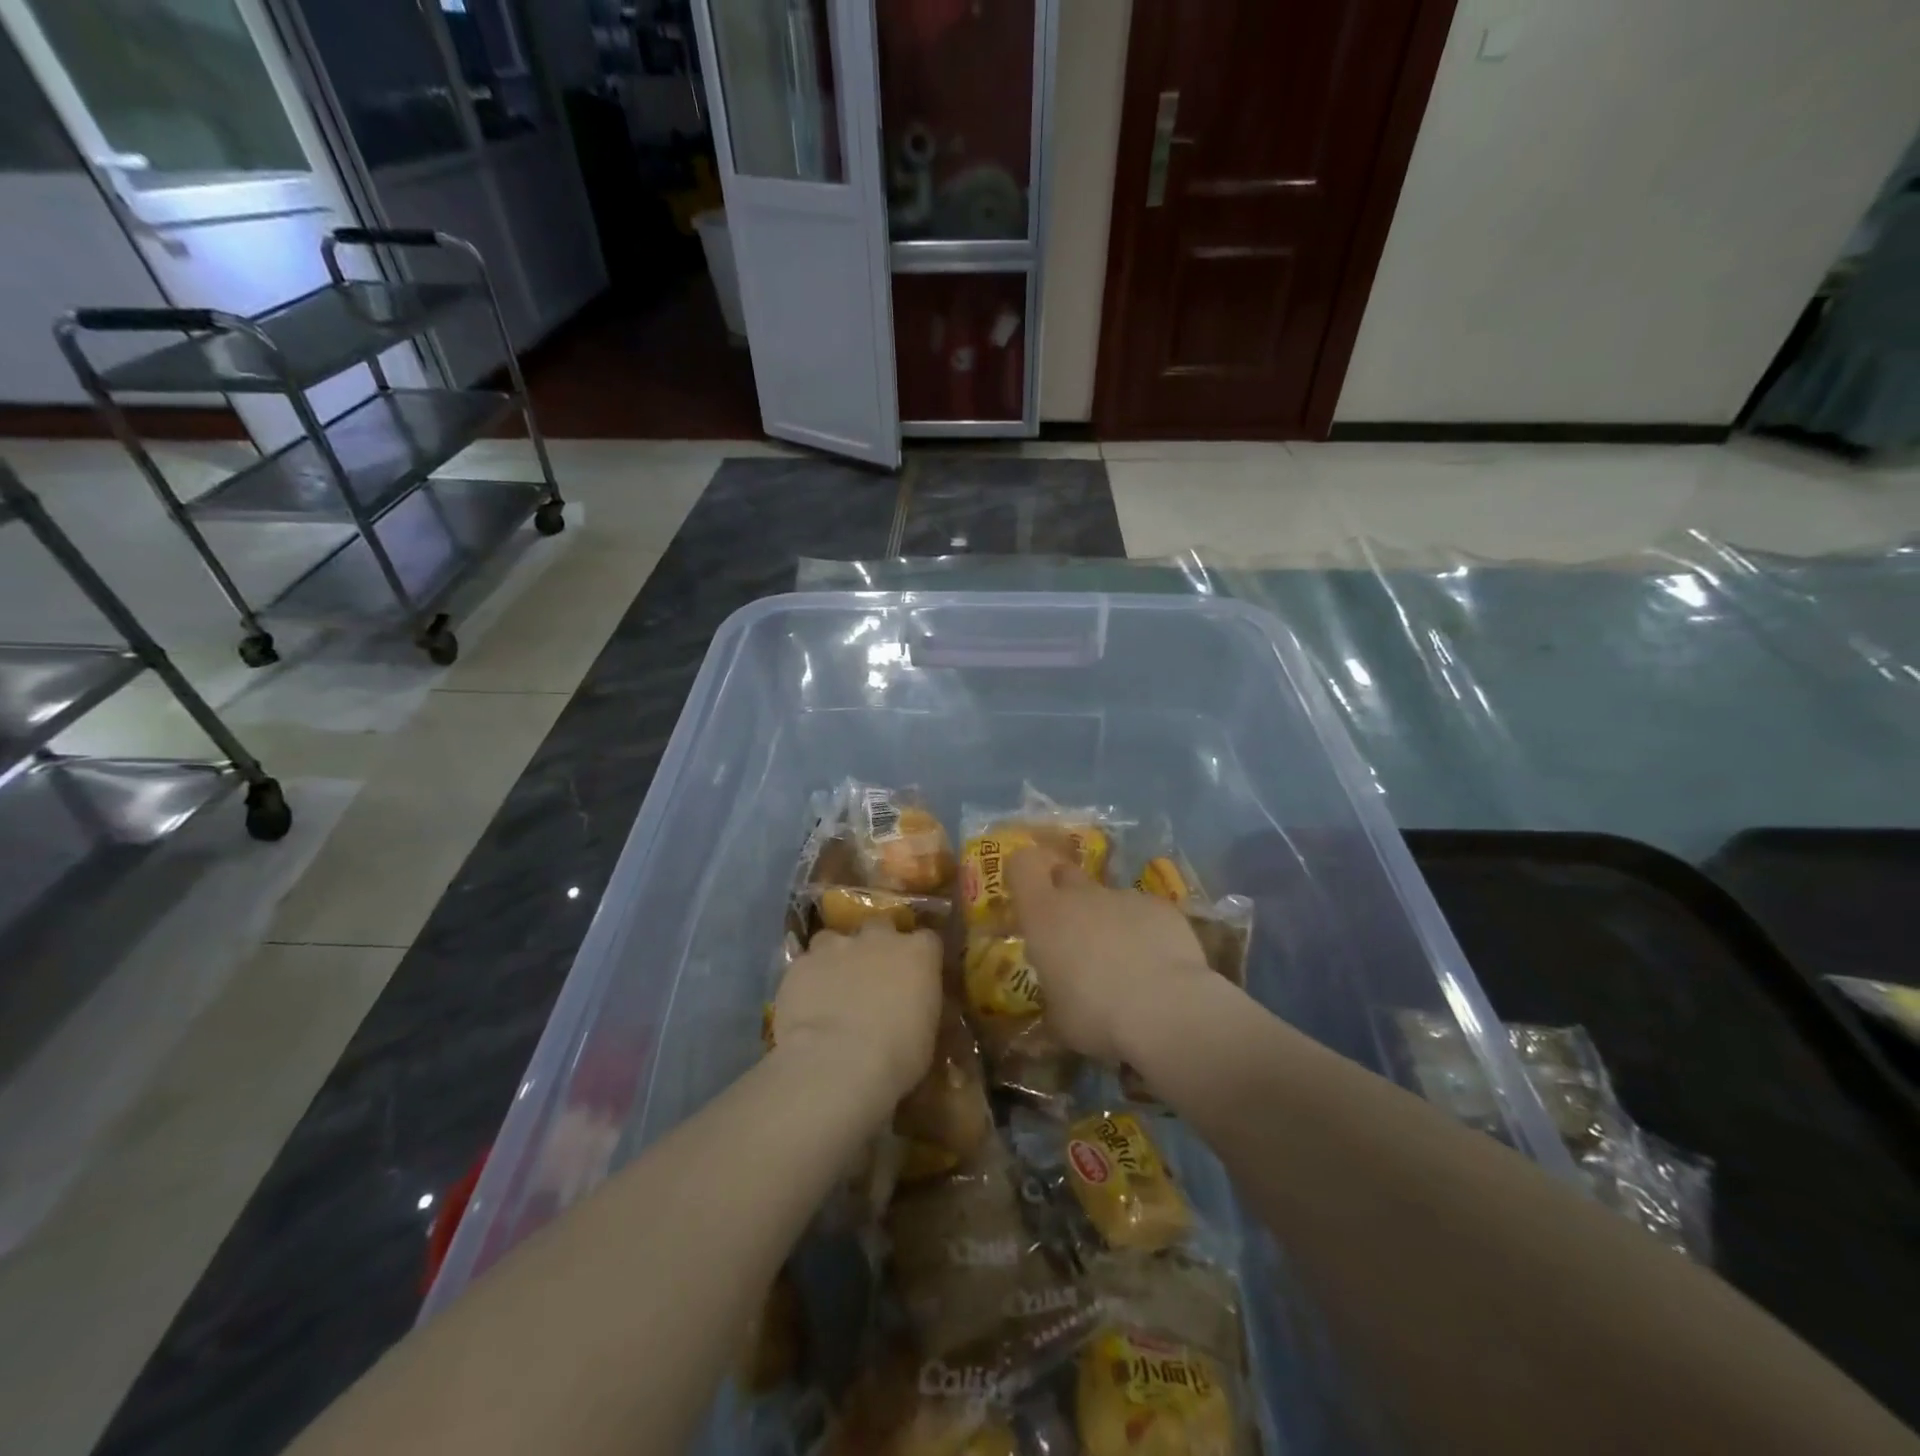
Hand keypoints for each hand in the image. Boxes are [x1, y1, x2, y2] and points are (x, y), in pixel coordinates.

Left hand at [771, 920, 942, 1103]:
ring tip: (831, 986)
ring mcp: (836, 947)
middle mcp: (878, 939)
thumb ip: (921, 1007)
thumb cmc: (897, 1057)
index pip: (927, 940)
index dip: (919, 957)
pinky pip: (805, 964)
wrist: (837, 1064)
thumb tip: (917, 1006)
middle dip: (877, 944)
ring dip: (835, 957)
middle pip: (880, 926)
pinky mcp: (800, 964)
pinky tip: (805, 1003)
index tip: (916, 975)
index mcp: (918, 954)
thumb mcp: (926, 1035)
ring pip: (834, 939)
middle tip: (872, 974)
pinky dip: (807, 979)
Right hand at [1008, 847, 1213, 1063]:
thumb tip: (1058, 994)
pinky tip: (1157, 965)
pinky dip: (1146, 932)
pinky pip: (1144, 913)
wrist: (1166, 1010)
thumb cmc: (1096, 1016)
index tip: (1027, 895)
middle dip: (1066, 895)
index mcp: (1045, 916)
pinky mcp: (1161, 907)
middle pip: (1066, 874)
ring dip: (1109, 922)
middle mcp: (1082, 896)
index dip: (1023, 873)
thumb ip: (1053, 992)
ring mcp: (1124, 897)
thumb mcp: (1058, 1018)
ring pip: (1108, 899)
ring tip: (1125, 964)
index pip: (1022, 866)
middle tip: (1073, 933)